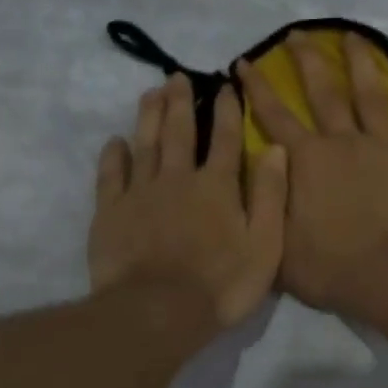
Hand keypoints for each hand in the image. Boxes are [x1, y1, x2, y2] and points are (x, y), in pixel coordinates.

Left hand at [88, 73, 287, 328]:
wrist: (157, 311)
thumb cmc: (221, 284)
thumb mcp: (265, 245)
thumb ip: (272, 196)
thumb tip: (277, 148)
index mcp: (218, 187)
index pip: (226, 139)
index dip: (227, 110)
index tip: (225, 84)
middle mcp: (178, 178)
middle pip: (180, 132)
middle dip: (181, 102)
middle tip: (177, 77)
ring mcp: (140, 193)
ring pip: (145, 144)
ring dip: (149, 116)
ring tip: (151, 93)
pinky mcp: (111, 211)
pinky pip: (111, 175)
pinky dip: (113, 155)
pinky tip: (115, 142)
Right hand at [237, 31, 387, 319]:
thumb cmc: (331, 269)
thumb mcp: (277, 244)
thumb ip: (266, 204)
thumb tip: (256, 173)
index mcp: (304, 161)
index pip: (273, 115)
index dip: (256, 88)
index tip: (245, 62)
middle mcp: (341, 141)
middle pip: (322, 91)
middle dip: (306, 60)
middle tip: (298, 34)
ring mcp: (384, 144)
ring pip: (369, 92)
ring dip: (359, 61)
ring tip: (351, 35)